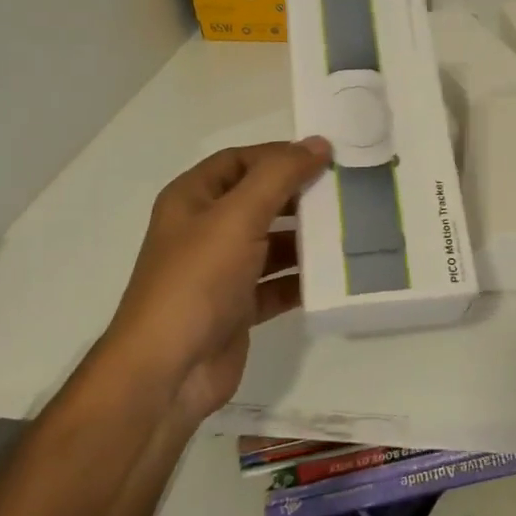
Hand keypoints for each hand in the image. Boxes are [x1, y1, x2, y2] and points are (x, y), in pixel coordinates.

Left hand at [109, 137, 331, 420]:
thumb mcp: (238, 216)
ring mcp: (220, 271)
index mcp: (193, 199)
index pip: (240, 160)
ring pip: (271, 243)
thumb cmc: (197, 280)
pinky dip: (301, 280)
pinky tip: (334, 276)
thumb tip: (318, 143)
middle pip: (259, 200)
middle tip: (345, 192)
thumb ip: (280, 176)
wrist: (167, 372)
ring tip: (349, 231)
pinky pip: (276, 284)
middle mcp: (205, 230)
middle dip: (298, 196)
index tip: (325, 157)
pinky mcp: (237, 308)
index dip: (279, 154)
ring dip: (305, 239)